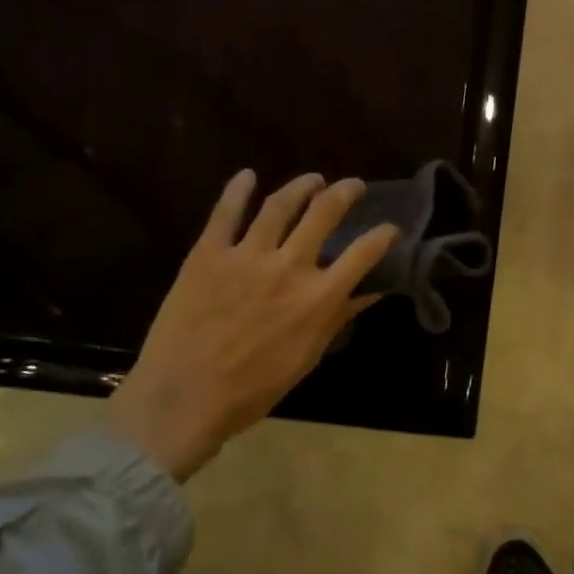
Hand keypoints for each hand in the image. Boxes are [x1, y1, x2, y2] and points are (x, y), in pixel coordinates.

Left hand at [105, 171, 397, 479]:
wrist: (184, 397)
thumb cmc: (254, 389)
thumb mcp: (307, 357)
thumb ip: (337, 318)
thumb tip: (368, 293)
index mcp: (318, 298)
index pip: (363, 254)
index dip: (383, 236)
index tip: (390, 228)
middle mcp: (288, 267)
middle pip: (324, 214)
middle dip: (344, 194)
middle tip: (353, 186)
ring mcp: (246, 256)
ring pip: (280, 205)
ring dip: (301, 186)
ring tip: (313, 179)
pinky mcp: (207, 253)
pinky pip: (225, 213)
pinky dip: (238, 190)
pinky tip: (247, 176)